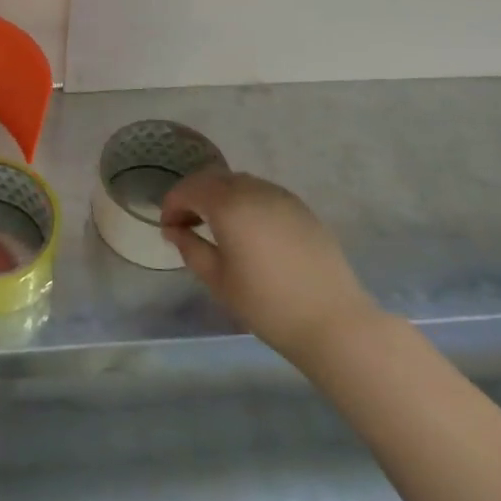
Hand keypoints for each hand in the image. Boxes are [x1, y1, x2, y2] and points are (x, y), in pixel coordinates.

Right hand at [162, 169, 381, 365]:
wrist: (333, 321)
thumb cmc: (266, 304)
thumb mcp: (218, 280)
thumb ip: (190, 247)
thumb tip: (174, 230)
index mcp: (229, 204)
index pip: (189, 189)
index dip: (172, 204)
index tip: (167, 228)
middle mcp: (254, 189)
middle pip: (213, 179)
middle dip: (194, 196)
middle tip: (186, 224)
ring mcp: (281, 196)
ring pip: (239, 183)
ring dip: (220, 197)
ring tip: (216, 227)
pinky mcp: (301, 209)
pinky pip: (262, 194)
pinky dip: (245, 202)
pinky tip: (247, 231)